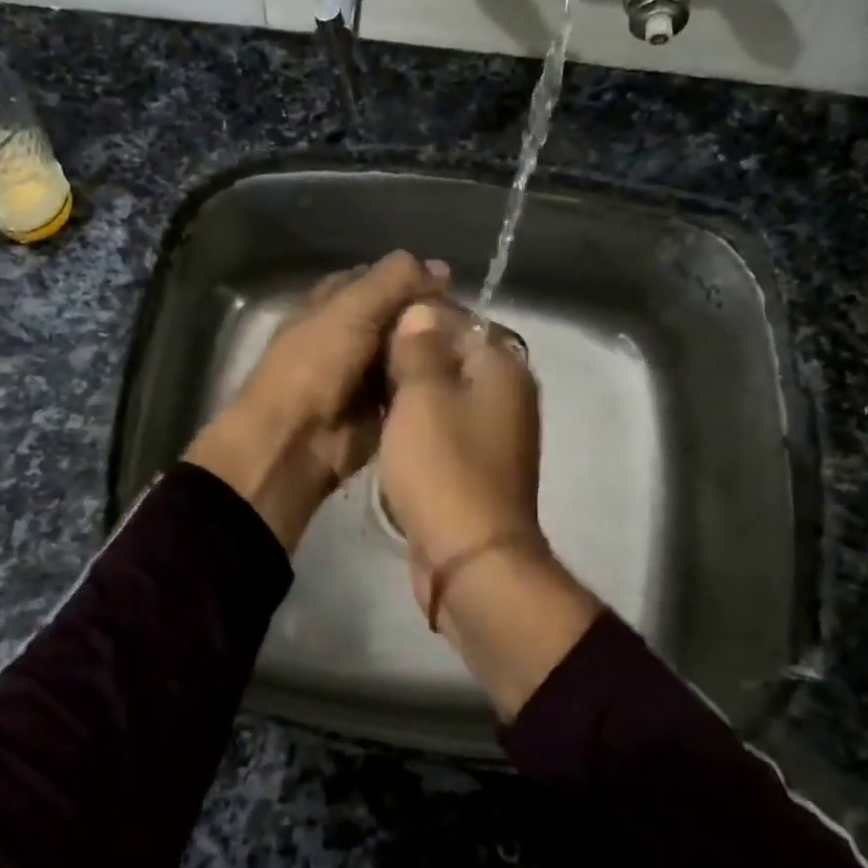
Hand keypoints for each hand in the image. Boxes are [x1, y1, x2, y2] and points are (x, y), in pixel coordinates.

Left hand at [184, 250, 447, 549]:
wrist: (295, 441)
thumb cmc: (315, 365)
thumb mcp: (351, 309)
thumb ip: (393, 281)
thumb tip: (440, 267)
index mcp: (329, 305)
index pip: (374, 279)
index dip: (408, 278)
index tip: (448, 283)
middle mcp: (346, 335)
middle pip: (394, 316)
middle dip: (425, 315)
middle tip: (468, 320)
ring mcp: (362, 374)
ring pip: (406, 351)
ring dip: (432, 350)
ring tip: (473, 347)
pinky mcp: (379, 409)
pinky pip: (410, 387)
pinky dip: (429, 382)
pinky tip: (461, 377)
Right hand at [379, 299, 543, 574]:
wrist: (470, 559)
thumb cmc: (444, 467)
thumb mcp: (422, 395)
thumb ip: (420, 347)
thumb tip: (422, 308)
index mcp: (502, 367)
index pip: (457, 318)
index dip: (413, 318)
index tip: (370, 327)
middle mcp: (507, 393)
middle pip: (451, 356)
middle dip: (406, 357)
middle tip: (360, 363)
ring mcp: (494, 433)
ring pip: (444, 394)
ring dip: (408, 393)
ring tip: (365, 394)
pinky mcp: (477, 465)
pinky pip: (443, 428)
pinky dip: (416, 425)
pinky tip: (384, 429)